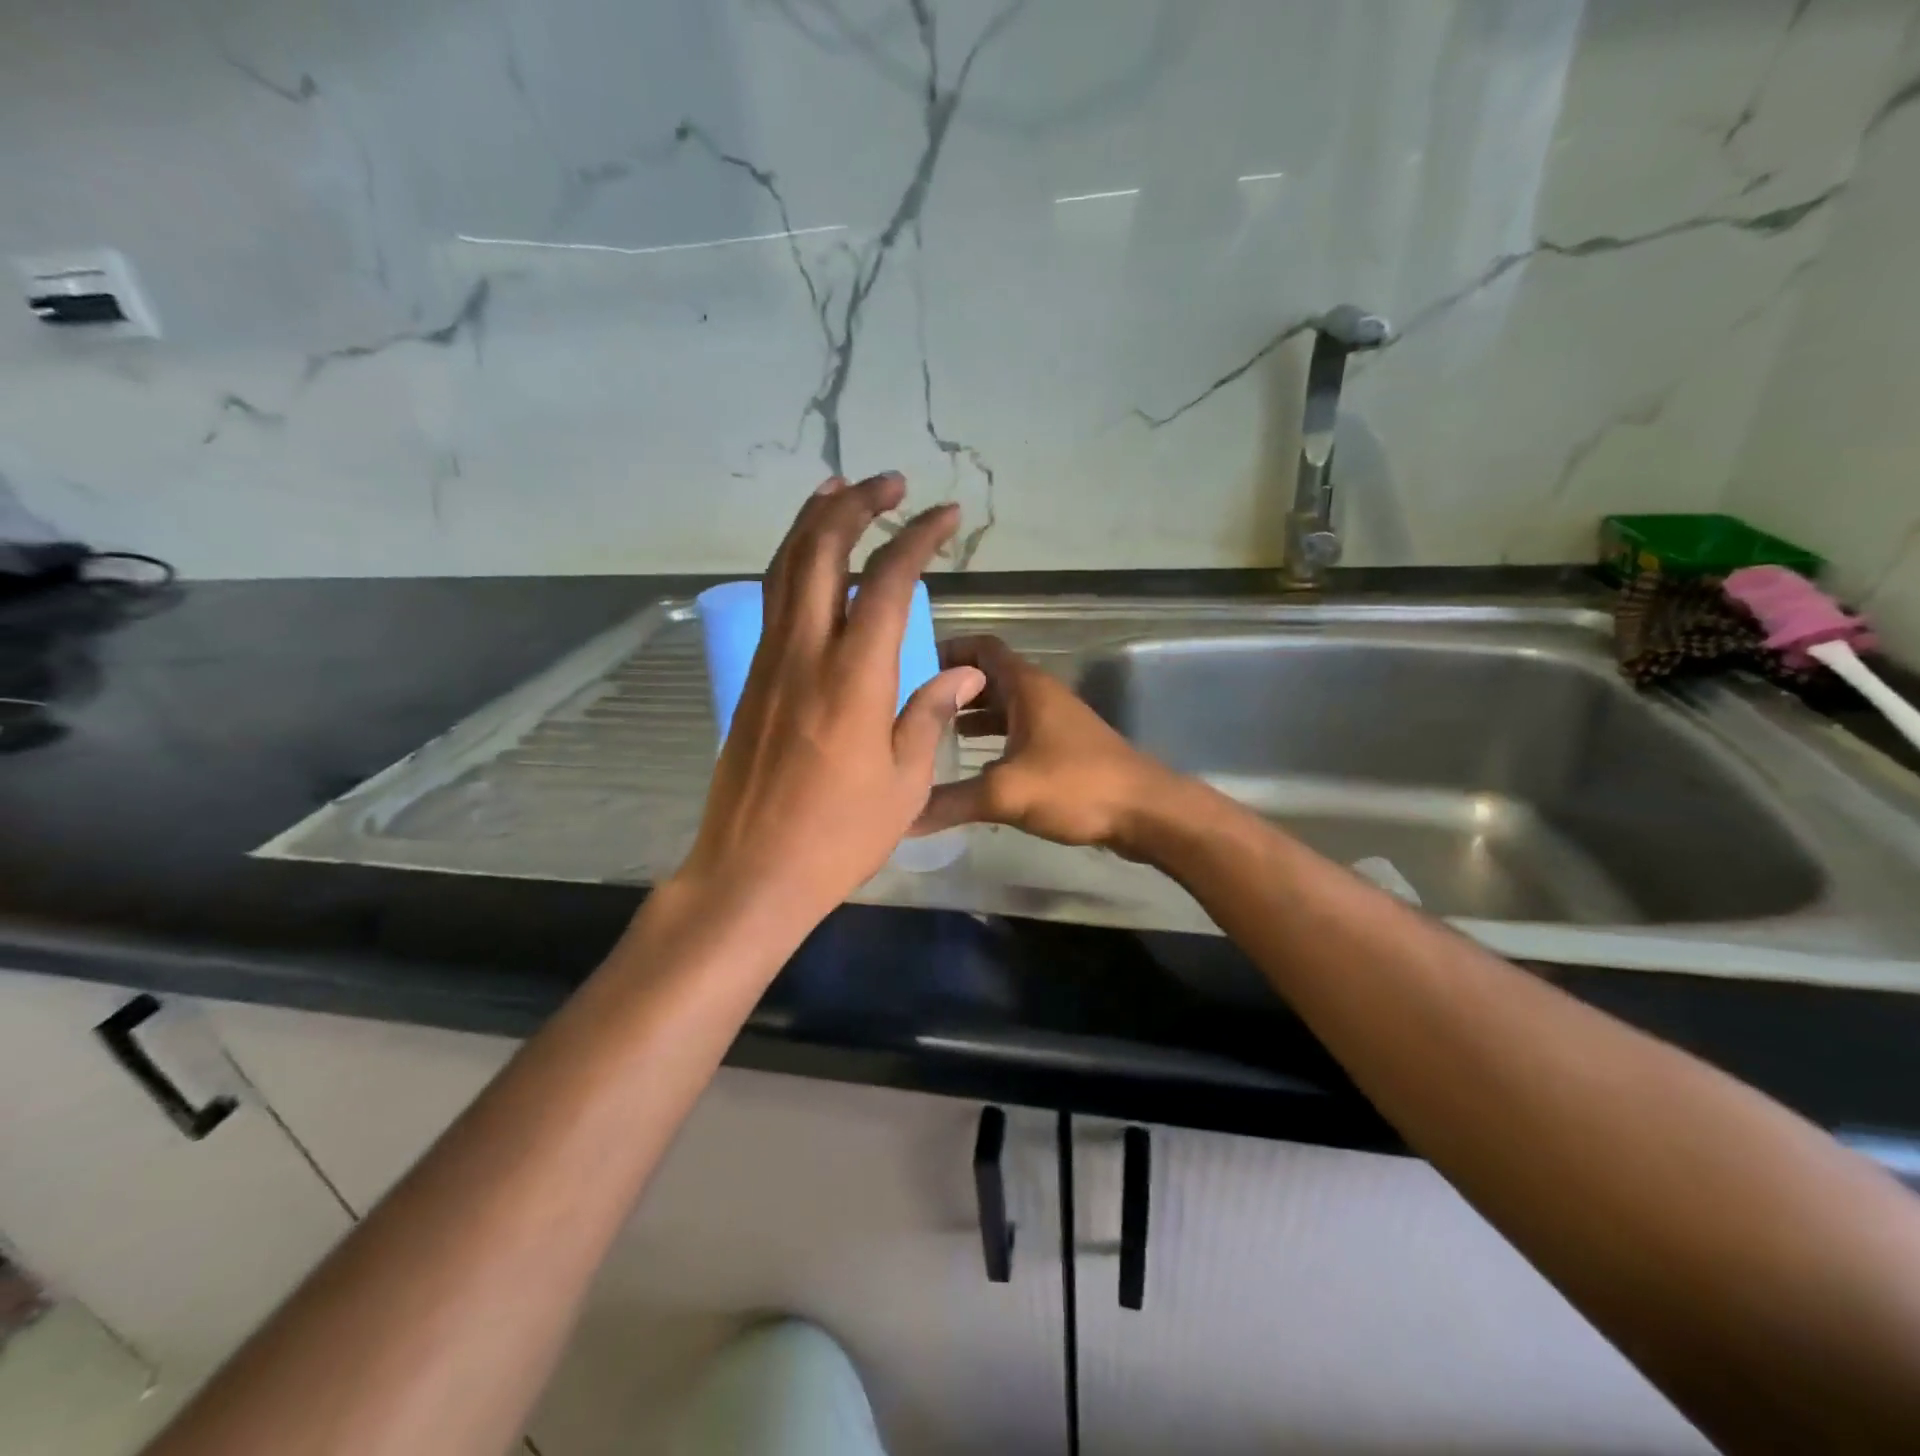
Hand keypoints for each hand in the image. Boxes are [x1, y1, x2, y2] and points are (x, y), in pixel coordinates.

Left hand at [675, 473, 985, 926]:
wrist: (751, 872)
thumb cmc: (838, 836)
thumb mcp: (904, 782)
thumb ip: (930, 714)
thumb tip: (964, 673)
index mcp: (853, 678)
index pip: (887, 583)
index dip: (917, 538)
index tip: (945, 515)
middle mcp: (805, 654)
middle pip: (820, 553)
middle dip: (855, 505)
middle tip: (888, 482)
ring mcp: (769, 664)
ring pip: (784, 569)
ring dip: (813, 522)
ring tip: (839, 491)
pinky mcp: (751, 681)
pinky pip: (771, 603)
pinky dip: (792, 564)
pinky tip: (809, 561)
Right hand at [912, 634, 1179, 856]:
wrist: (1146, 812)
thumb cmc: (1076, 786)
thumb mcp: (1006, 793)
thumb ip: (949, 802)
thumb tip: (900, 817)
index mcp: (1026, 687)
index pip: (982, 647)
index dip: (947, 649)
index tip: (910, 668)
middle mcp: (1040, 695)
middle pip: (987, 678)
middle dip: (950, 689)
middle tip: (910, 709)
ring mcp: (1054, 722)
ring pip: (1003, 708)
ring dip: (970, 717)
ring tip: (931, 737)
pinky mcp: (1063, 749)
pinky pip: (1017, 733)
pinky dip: (992, 741)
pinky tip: (971, 768)